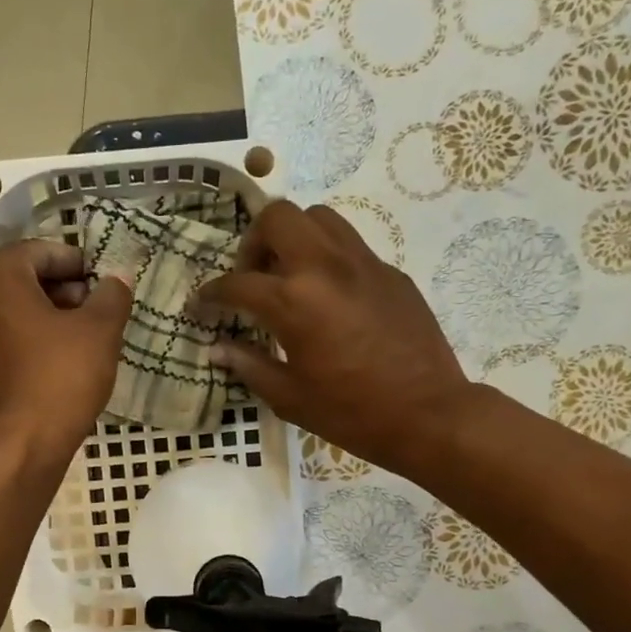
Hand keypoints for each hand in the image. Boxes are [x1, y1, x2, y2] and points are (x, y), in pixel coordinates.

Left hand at [0, 240, 132, 459]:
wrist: (15, 449)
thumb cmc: (59, 378)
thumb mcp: (100, 332)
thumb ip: (111, 296)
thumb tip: (116, 279)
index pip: (39, 251)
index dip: (74, 262)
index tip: (99, 283)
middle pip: (16, 282)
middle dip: (55, 292)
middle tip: (90, 314)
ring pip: (1, 316)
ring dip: (35, 321)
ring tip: (70, 346)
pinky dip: (16, 350)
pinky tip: (43, 374)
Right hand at [197, 200, 468, 474]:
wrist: (428, 414)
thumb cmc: (351, 413)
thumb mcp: (289, 397)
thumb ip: (249, 365)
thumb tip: (217, 348)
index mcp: (294, 301)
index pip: (237, 283)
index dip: (211, 294)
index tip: (202, 305)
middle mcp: (326, 267)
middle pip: (278, 217)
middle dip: (254, 241)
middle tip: (253, 277)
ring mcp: (364, 264)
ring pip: (319, 218)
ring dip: (294, 237)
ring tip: (290, 276)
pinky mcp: (391, 273)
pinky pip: (350, 245)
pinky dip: (328, 258)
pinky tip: (331, 298)